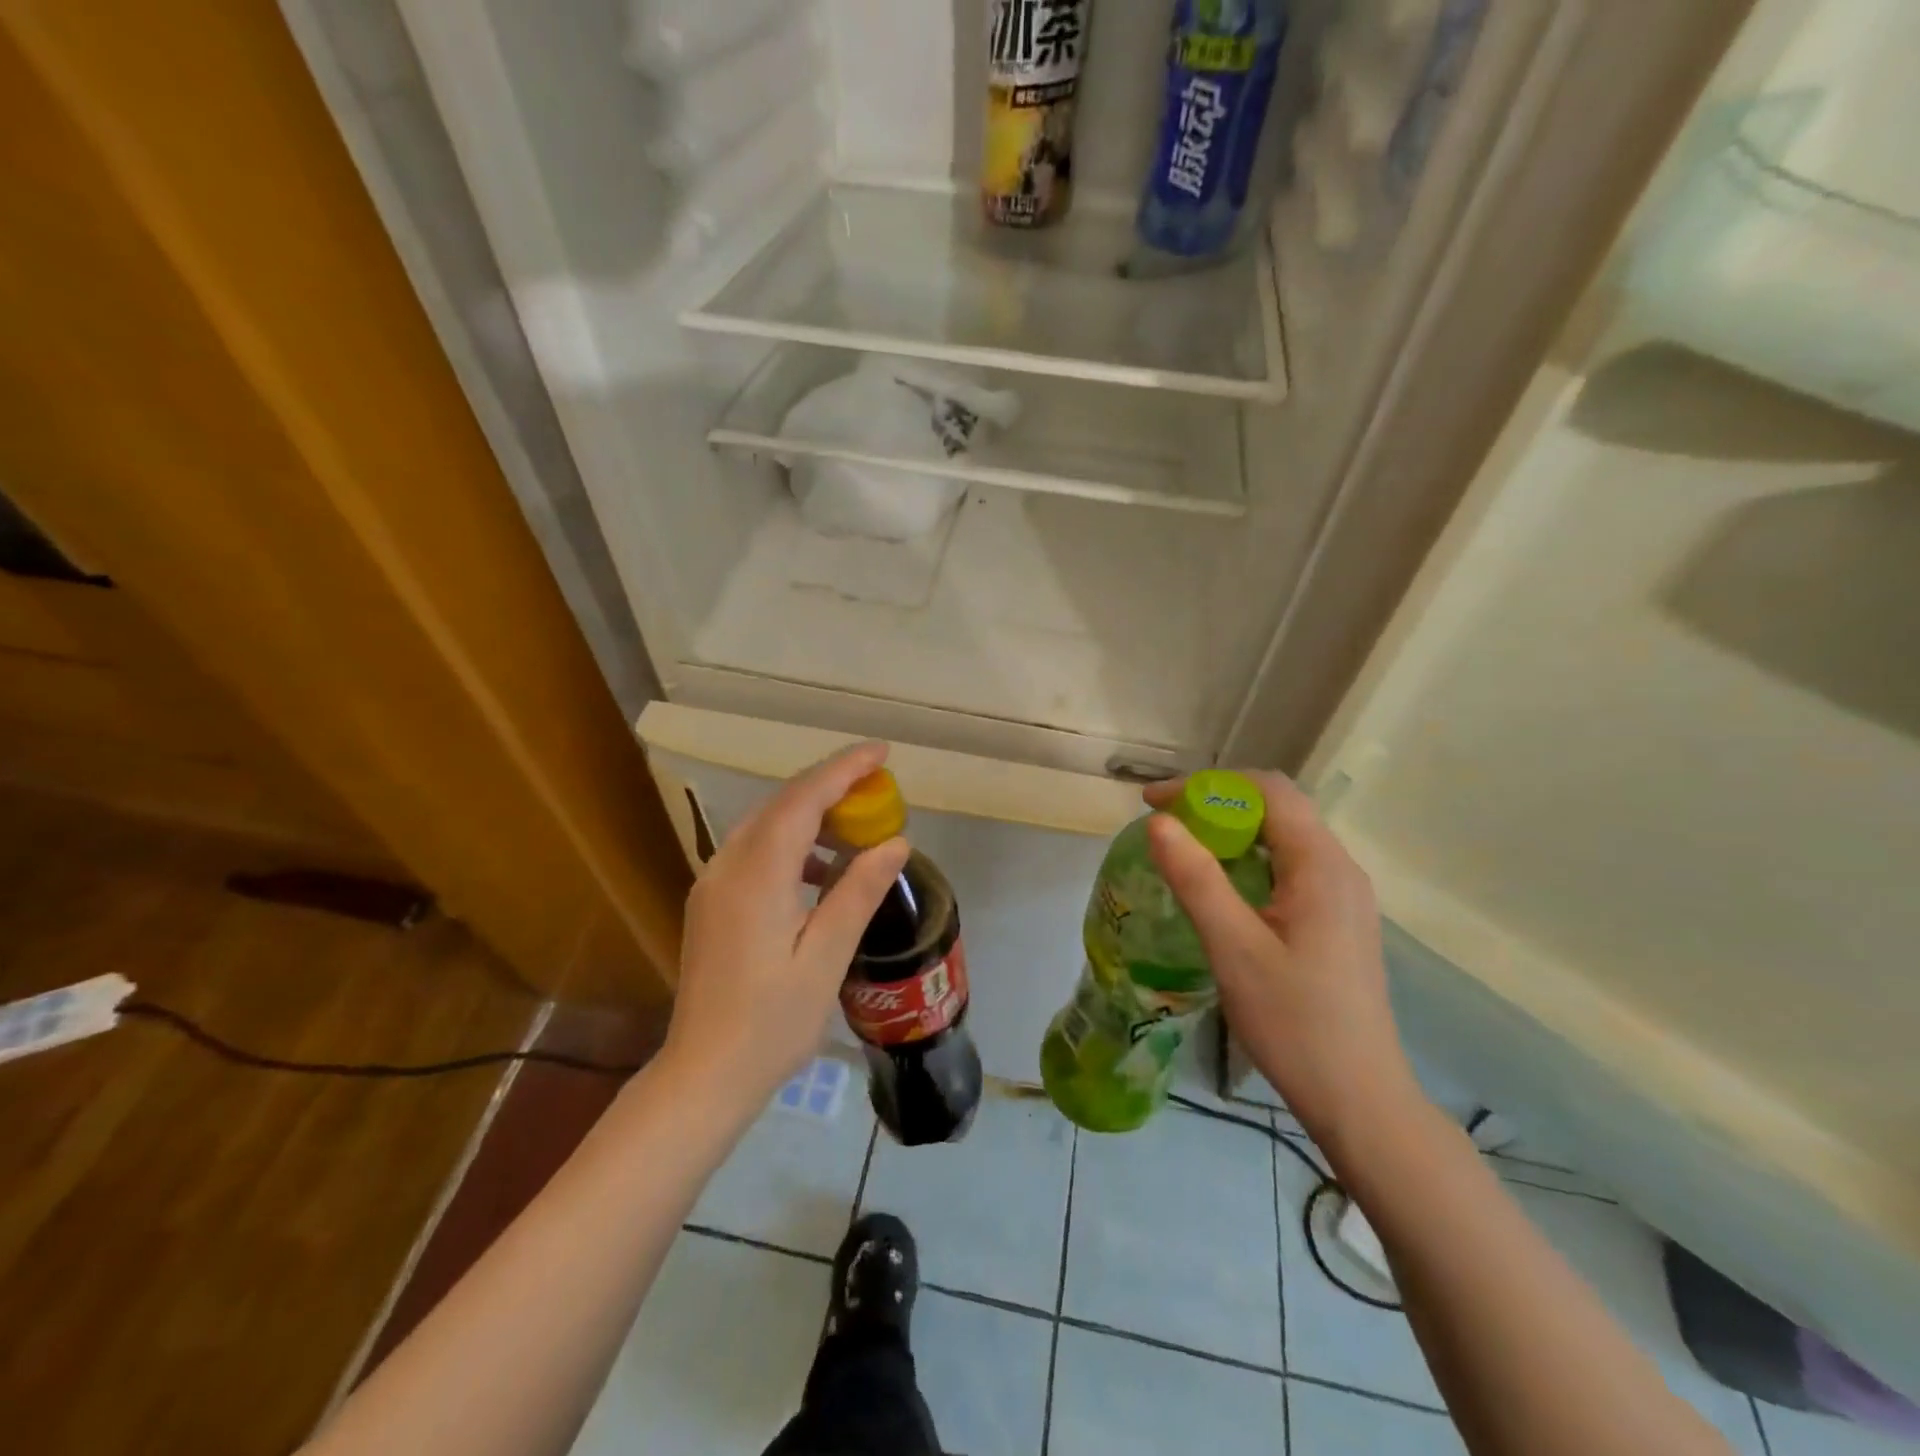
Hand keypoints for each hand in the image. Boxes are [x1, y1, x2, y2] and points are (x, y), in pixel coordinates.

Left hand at [663, 742, 910, 1111]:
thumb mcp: (827, 957)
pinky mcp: (711, 901)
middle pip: (781, 803)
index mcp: (757, 875)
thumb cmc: (772, 1022)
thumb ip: (858, 892)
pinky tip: (820, 870)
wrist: (703, 1074)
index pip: (803, 799)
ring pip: (766, 824)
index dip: (844, 769)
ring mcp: (713, 883)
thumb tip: (895, 842)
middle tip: (877, 783)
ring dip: (810, 813)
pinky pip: (755, 850)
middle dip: (830, 784)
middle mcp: (727, 865)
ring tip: (856, 823)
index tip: (881, 752)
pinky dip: (791, 843)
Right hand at [1144, 772, 1421, 1146]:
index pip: (1267, 791)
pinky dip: (1249, 859)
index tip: (1155, 803)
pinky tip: (1221, 887)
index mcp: (1322, 866)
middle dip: (1216, 804)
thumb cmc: (1295, 1023)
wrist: (1360, 1101)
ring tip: (1183, 849)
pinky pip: (1290, 867)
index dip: (1206, 785)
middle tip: (1163, 824)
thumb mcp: (1234, 949)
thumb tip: (1160, 822)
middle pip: (1278, 808)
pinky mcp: (1338, 920)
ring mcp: (1344, 896)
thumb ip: (1197, 880)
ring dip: (1232, 831)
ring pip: (1284, 838)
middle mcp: (1340, 869)